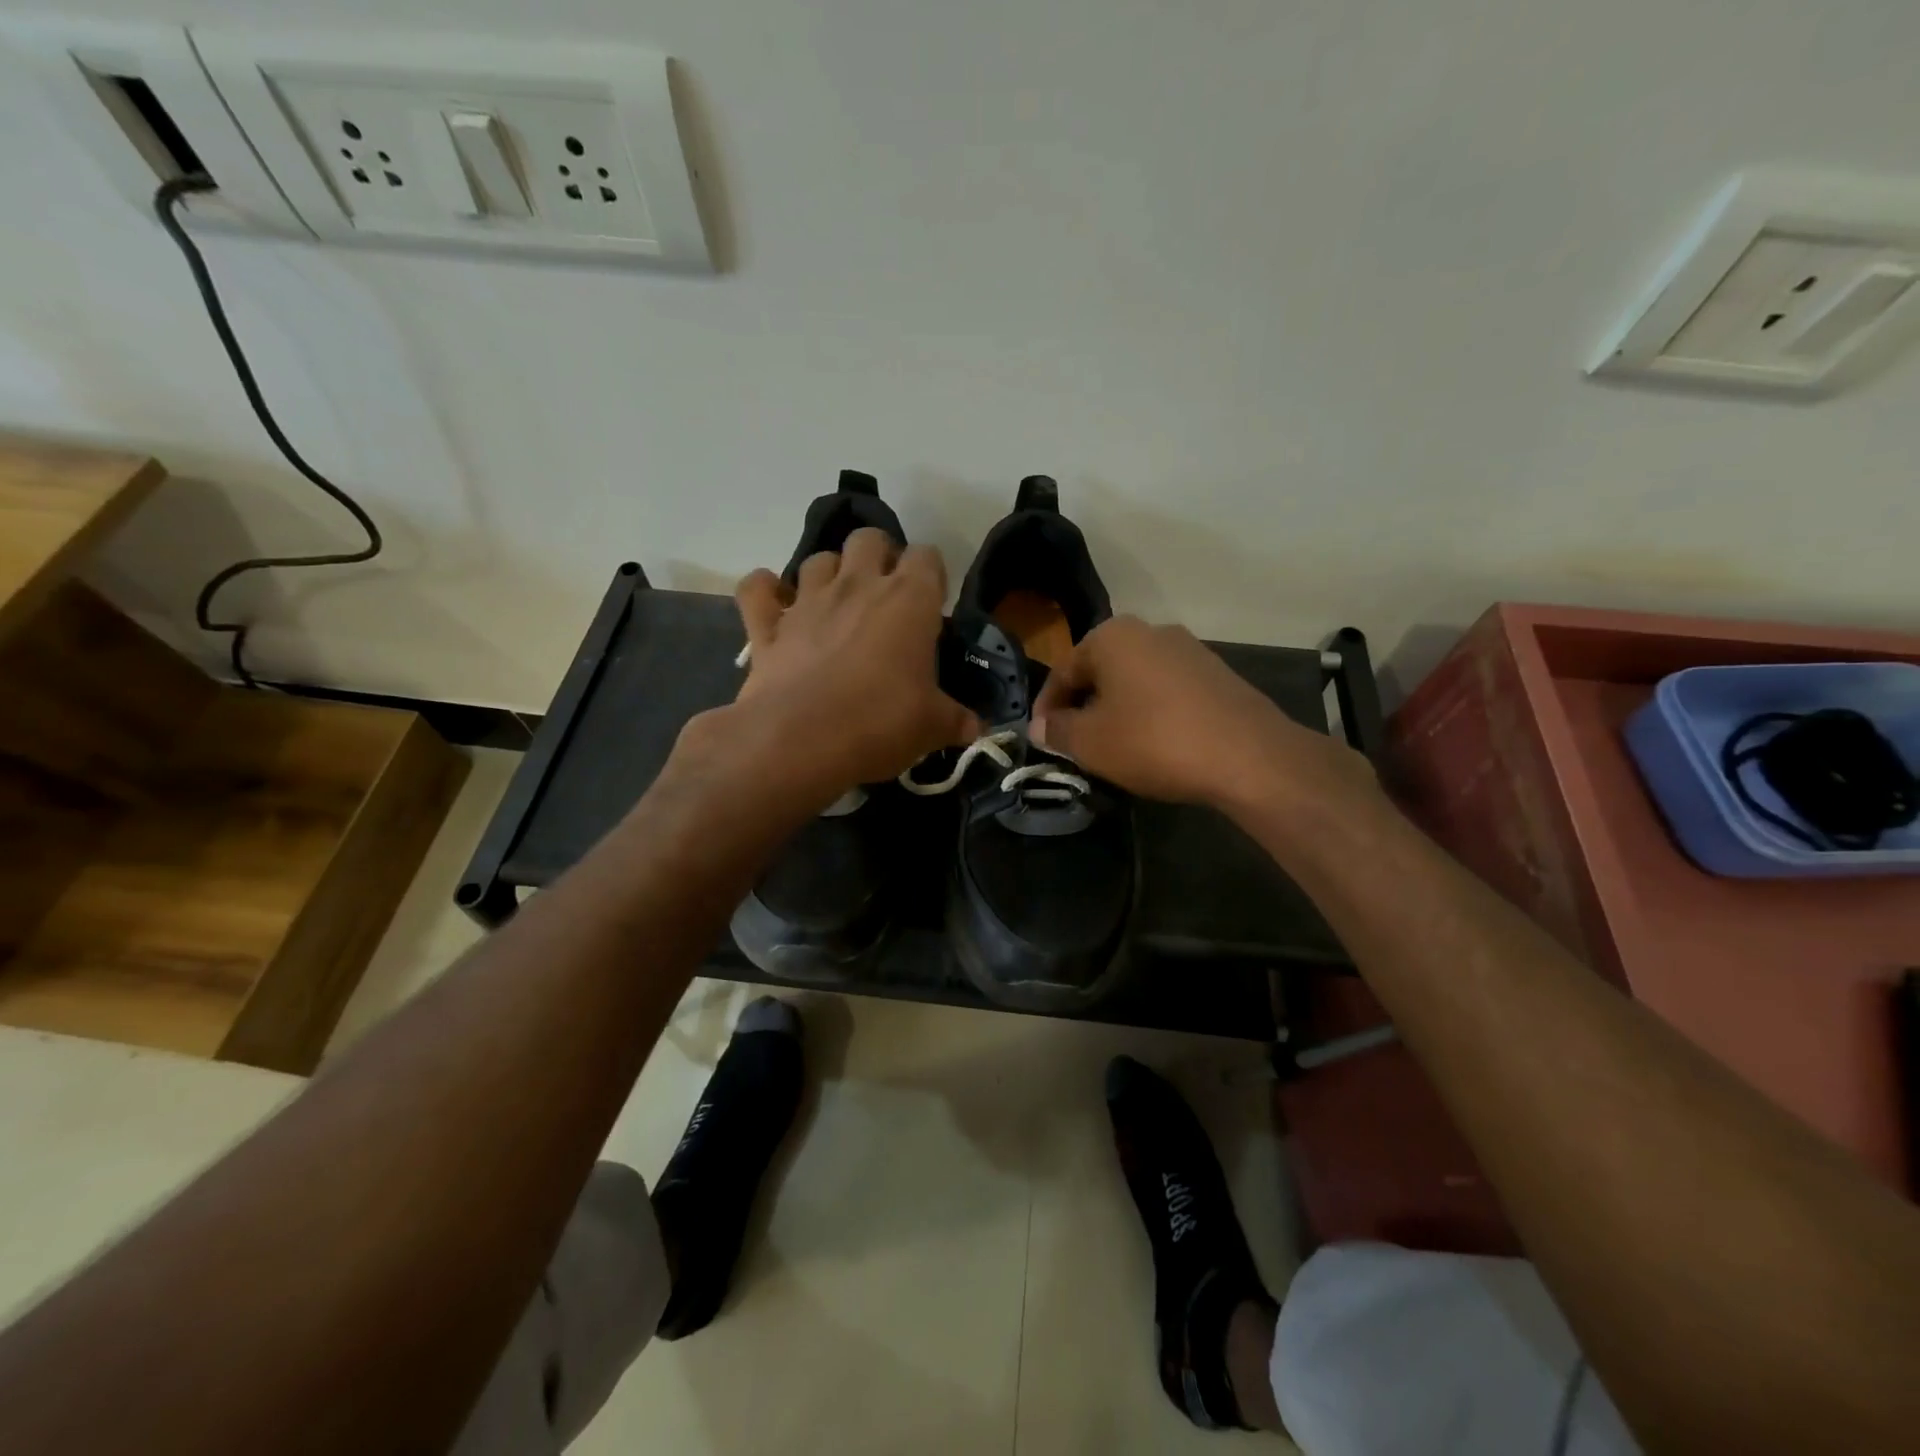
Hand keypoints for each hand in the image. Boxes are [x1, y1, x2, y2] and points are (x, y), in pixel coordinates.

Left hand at [725, 528, 980, 794]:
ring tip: (836, 603)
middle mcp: (857, 586)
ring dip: (829, 573)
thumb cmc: (879, 724)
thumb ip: (956, 720)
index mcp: (908, 600)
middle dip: (878, 557)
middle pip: (869, 538)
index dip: (931, 574)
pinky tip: (775, 602)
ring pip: (818, 559)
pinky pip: (758, 589)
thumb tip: (976, 728)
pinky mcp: (767, 626)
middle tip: (884, 595)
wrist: (799, 742)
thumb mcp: (931, 727)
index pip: (927, 556)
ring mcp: (807, 601)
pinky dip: (765, 590)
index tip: (931, 604)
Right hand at [1031, 615, 1374, 812]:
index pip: (1063, 670)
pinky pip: (1166, 692)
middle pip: (1100, 671)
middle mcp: (1151, 631)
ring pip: (1134, 681)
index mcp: (1113, 636)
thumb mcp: (1091, 742)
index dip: (1046, 707)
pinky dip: (1150, 714)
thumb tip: (1040, 726)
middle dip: (1083, 707)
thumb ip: (1057, 730)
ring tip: (1112, 748)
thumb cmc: (1153, 740)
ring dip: (1116, 710)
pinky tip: (1153, 744)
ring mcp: (1189, 650)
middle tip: (1073, 744)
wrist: (1248, 755)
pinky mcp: (1217, 675)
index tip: (1041, 738)